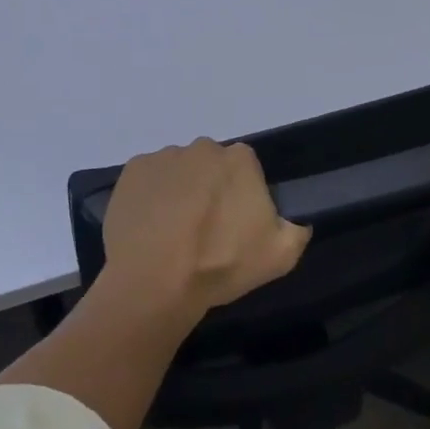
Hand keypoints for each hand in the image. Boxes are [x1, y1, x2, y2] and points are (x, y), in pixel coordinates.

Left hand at [101, 138, 311, 321]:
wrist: (154, 281)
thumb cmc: (220, 264)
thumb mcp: (280, 256)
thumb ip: (296, 231)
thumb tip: (296, 222)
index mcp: (239, 159)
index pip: (246, 169)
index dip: (242, 196)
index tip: (235, 225)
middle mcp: (202, 148)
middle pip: (210, 166)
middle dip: (210, 190)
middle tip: (204, 231)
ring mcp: (164, 156)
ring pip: (178, 171)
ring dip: (179, 192)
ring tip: (172, 233)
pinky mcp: (133, 171)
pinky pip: (148, 179)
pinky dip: (150, 197)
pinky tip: (149, 227)